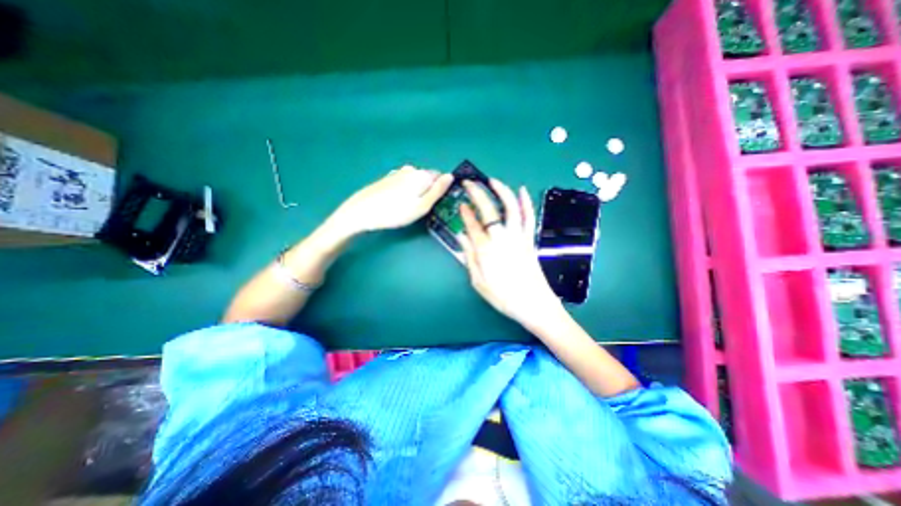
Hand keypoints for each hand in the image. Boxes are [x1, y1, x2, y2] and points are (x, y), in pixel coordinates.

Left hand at [335, 167, 453, 235]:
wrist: (362, 211)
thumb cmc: (395, 212)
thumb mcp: (422, 206)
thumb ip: (438, 191)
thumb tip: (451, 176)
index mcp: (421, 175)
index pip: (440, 177)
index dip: (440, 190)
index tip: (435, 204)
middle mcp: (411, 169)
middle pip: (428, 179)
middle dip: (428, 191)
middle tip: (421, 209)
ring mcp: (398, 173)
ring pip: (416, 181)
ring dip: (417, 191)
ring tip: (409, 207)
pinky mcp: (388, 178)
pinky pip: (404, 183)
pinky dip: (406, 191)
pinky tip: (398, 203)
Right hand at [459, 179, 561, 330]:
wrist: (535, 305)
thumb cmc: (503, 297)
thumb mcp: (479, 282)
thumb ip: (469, 257)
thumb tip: (461, 236)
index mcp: (486, 250)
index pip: (473, 225)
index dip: (465, 213)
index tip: (461, 203)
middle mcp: (502, 238)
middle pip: (489, 210)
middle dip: (477, 193)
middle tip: (469, 183)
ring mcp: (519, 237)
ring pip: (511, 207)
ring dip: (502, 191)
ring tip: (492, 180)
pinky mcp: (530, 239)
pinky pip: (529, 217)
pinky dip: (526, 202)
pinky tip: (523, 190)